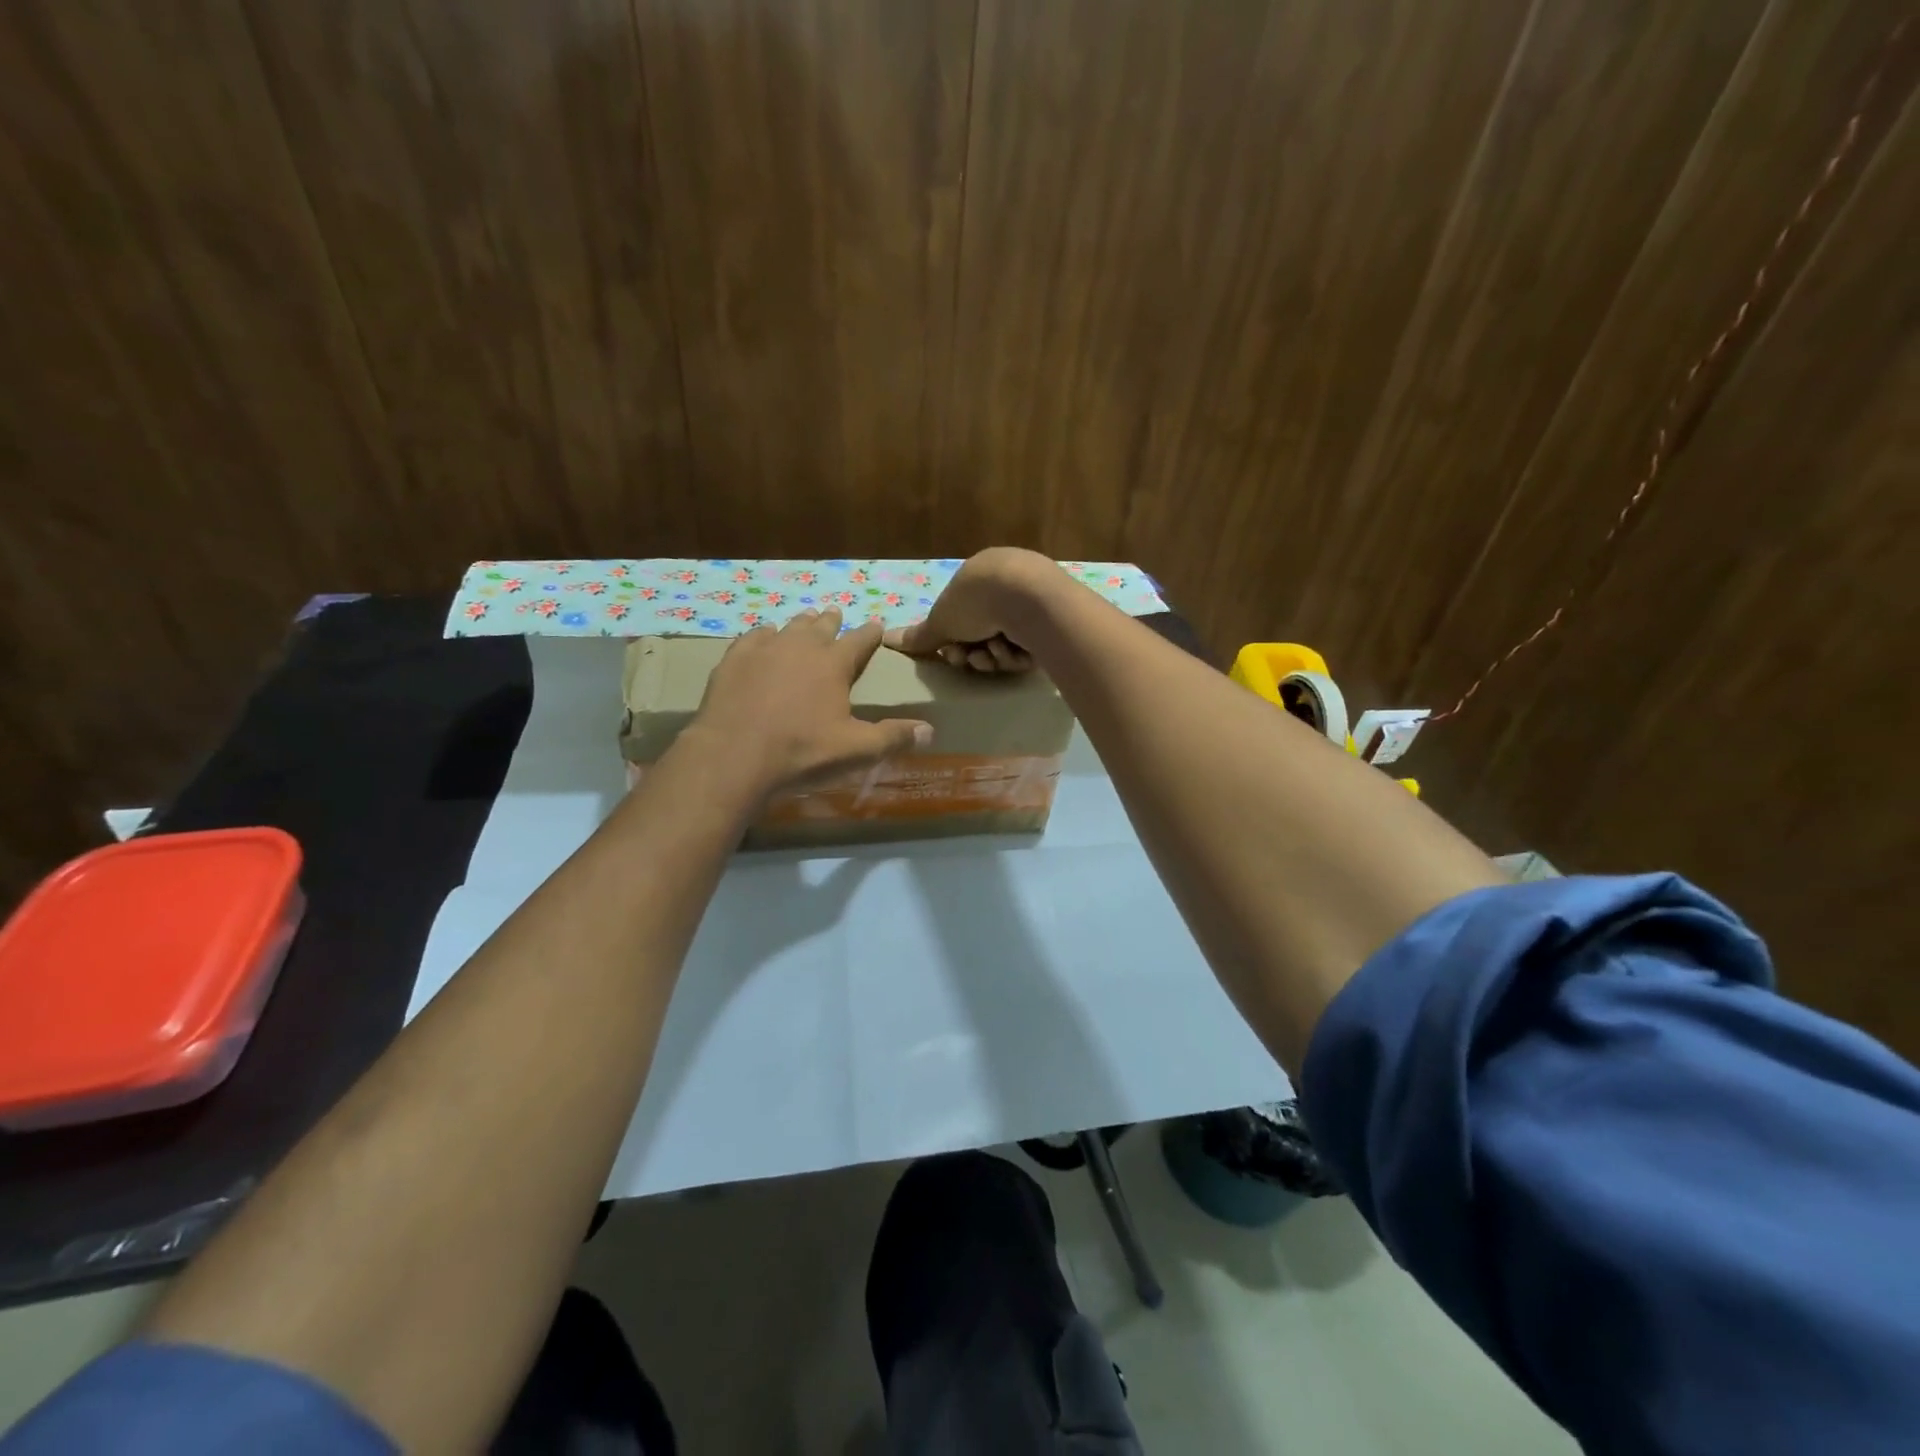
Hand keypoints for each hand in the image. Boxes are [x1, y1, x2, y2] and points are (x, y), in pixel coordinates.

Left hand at [690, 609, 931, 792]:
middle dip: (832, 621)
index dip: (871, 633)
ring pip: (789, 627)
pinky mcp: (734, 660)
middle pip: (821, 626)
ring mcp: (764, 649)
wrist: (734, 755)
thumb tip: (930, 731)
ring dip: (800, 624)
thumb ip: (893, 738)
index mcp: (834, 664)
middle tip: (835, 615)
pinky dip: (764, 634)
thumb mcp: (856, 750)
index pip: (860, 641)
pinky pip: (753, 637)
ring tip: (806, 620)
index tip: (877, 625)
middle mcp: (801, 646)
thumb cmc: (802, 752)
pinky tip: (764, 636)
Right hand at [883, 547, 1059, 672]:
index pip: (962, 619)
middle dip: (972, 653)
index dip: (952, 642)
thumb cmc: (977, 602)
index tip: (950, 653)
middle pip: (983, 635)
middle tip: (969, 659)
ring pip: (1006, 645)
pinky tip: (1015, 653)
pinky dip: (1017, 656)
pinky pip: (1029, 650)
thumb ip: (919, 635)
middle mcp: (1008, 587)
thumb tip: (887, 638)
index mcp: (980, 578)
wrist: (1027, 598)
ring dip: (994, 657)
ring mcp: (1034, 603)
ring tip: (993, 654)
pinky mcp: (1055, 622)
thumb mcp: (941, 620)